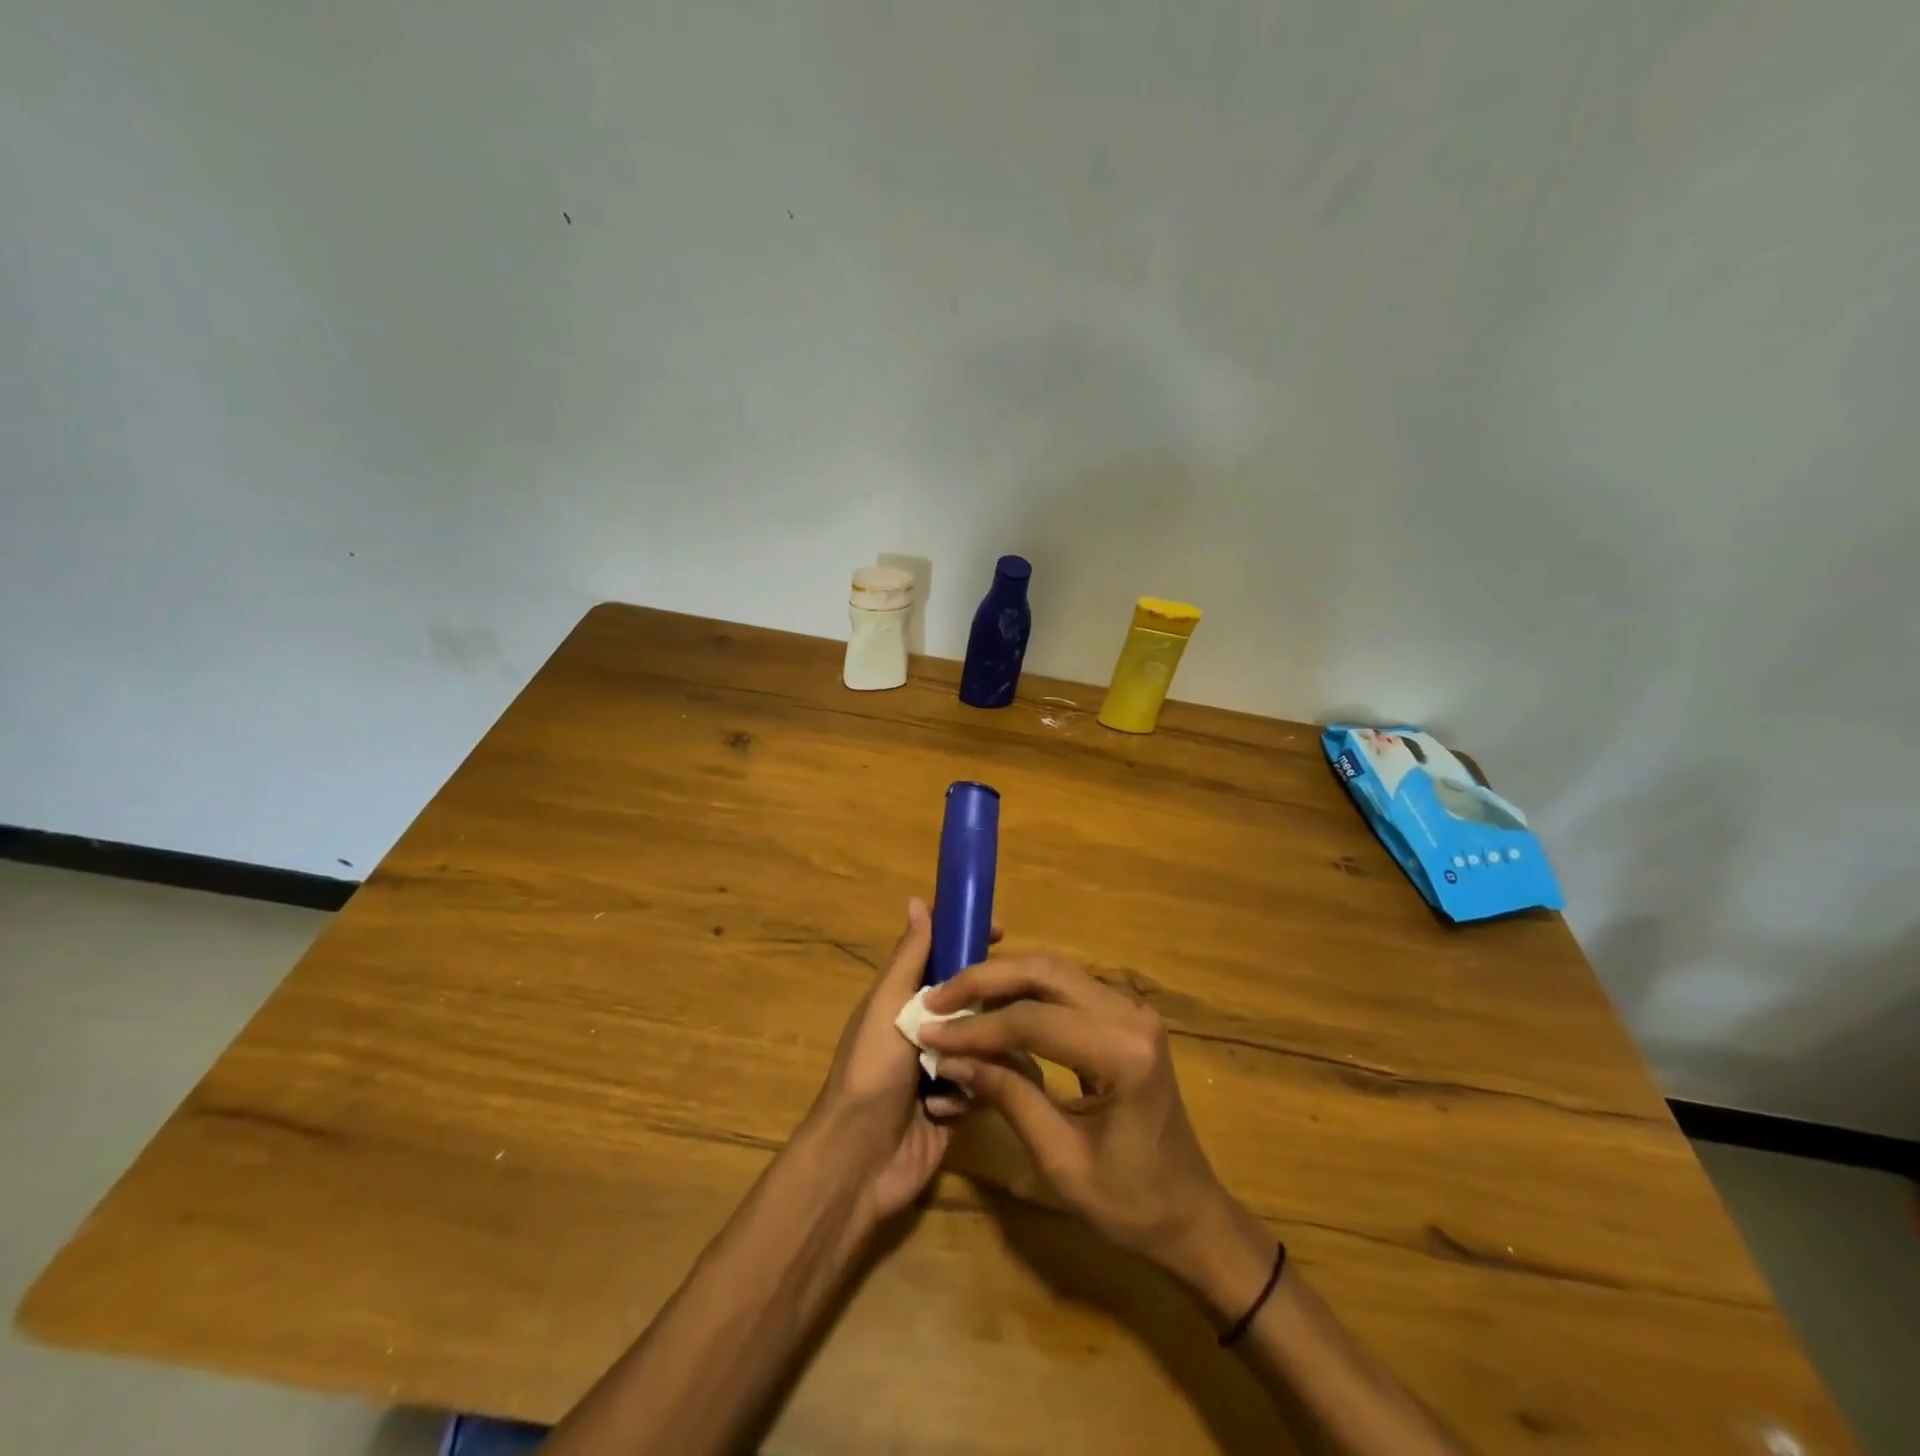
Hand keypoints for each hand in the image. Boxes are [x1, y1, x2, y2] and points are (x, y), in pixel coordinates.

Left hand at [803, 899, 987, 1229]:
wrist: (860, 1159)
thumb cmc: (871, 1070)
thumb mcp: (888, 1004)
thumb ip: (909, 957)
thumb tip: (917, 900)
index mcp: (906, 998)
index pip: (943, 955)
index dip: (969, 939)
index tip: (1001, 931)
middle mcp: (928, 1027)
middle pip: (972, 998)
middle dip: (988, 1005)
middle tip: (1010, 1007)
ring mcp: (944, 1065)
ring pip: (987, 1041)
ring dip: (977, 1055)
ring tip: (962, 1070)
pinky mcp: (960, 1104)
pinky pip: (986, 1082)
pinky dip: (968, 1092)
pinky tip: (948, 1108)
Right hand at [918, 954, 1256, 1286]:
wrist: (1191, 1214)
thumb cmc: (1131, 1203)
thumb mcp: (1060, 1159)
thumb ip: (1007, 1096)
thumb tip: (949, 1058)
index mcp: (1123, 1053)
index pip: (1033, 1020)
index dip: (976, 1027)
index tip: (928, 1032)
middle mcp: (1130, 1015)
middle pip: (1045, 972)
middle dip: (985, 979)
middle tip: (938, 998)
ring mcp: (1130, 1009)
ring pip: (1053, 970)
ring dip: (1002, 979)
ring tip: (956, 999)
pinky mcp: (1123, 1015)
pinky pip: (1065, 986)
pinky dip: (1023, 990)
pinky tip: (992, 1006)